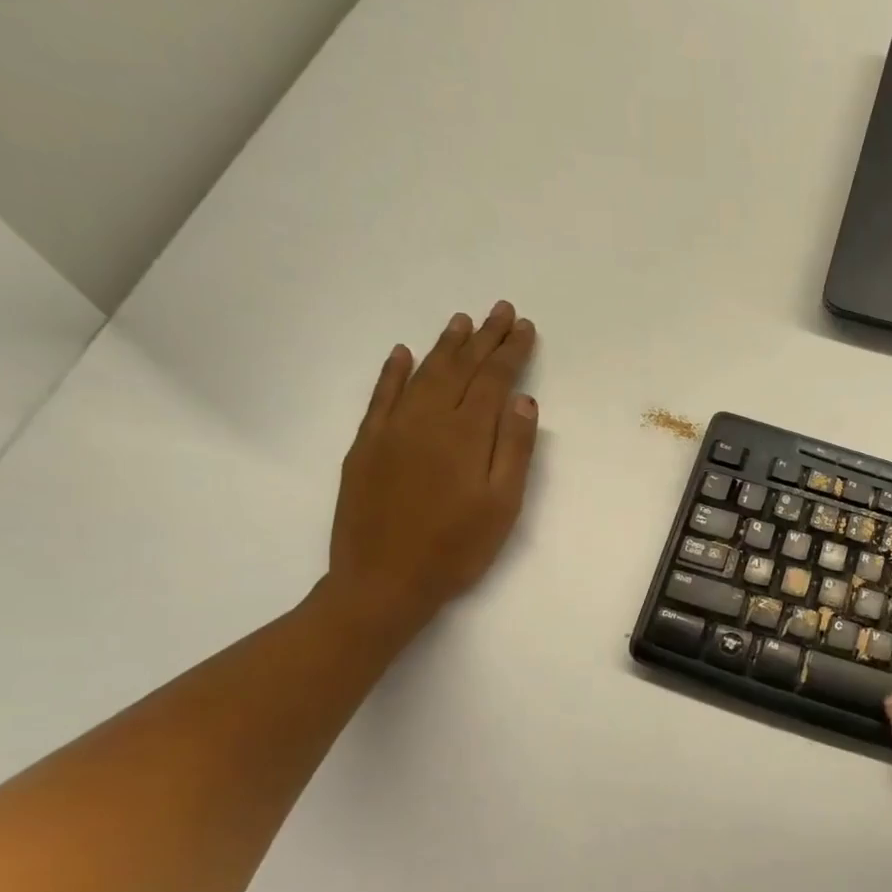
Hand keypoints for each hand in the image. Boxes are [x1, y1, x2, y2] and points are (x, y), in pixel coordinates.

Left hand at [327, 303, 537, 632]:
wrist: (383, 581)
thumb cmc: (456, 549)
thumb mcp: (502, 506)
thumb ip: (514, 450)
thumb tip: (523, 401)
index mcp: (466, 435)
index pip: (494, 381)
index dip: (511, 352)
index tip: (524, 327)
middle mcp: (428, 420)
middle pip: (459, 368)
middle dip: (483, 338)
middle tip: (499, 310)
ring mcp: (391, 429)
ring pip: (422, 374)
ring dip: (444, 346)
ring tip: (461, 321)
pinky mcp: (366, 445)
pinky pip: (381, 396)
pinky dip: (393, 371)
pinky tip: (403, 354)